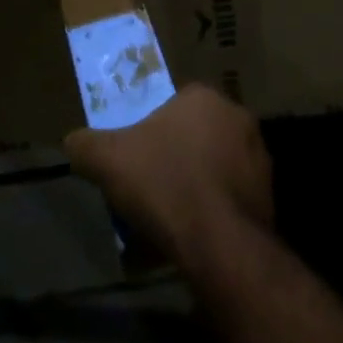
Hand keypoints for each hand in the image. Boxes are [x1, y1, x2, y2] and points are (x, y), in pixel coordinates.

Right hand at [65, 85, 272, 266]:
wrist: (219, 244)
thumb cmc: (164, 184)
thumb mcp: (108, 160)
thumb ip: (86, 145)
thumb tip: (72, 142)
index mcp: (204, 97)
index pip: (174, 104)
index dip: (152, 130)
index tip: (137, 156)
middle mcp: (238, 118)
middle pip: (196, 134)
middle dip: (176, 156)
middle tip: (152, 186)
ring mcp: (259, 158)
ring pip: (217, 166)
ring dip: (198, 184)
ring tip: (172, 217)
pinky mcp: (269, 197)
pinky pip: (233, 197)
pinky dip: (216, 211)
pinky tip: (195, 235)